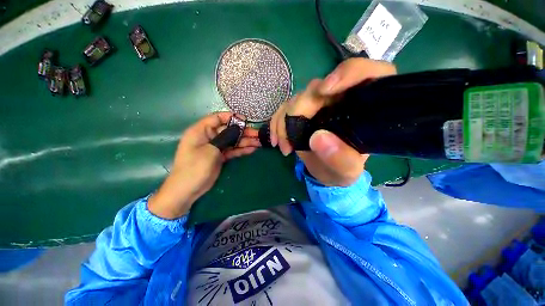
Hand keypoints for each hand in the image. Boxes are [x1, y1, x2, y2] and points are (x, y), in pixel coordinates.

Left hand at [149, 112, 259, 218]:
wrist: (188, 190)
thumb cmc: (195, 167)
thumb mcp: (210, 150)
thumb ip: (225, 138)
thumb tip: (237, 129)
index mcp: (201, 130)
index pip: (217, 118)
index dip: (232, 117)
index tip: (246, 121)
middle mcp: (209, 136)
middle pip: (228, 130)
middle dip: (243, 132)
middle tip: (258, 134)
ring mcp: (215, 147)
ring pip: (232, 141)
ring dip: (245, 141)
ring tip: (259, 142)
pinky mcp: (219, 156)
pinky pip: (232, 150)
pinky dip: (241, 150)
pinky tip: (252, 149)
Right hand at [269, 58, 395, 185]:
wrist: (327, 171)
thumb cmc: (343, 169)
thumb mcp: (348, 169)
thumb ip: (340, 158)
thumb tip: (317, 138)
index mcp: (363, 105)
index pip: (364, 73)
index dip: (346, 74)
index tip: (326, 91)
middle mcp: (339, 99)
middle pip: (318, 88)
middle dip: (299, 112)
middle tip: (291, 141)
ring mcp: (317, 104)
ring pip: (297, 99)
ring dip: (284, 122)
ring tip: (285, 147)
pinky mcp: (301, 111)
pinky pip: (284, 108)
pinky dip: (277, 123)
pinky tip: (276, 141)